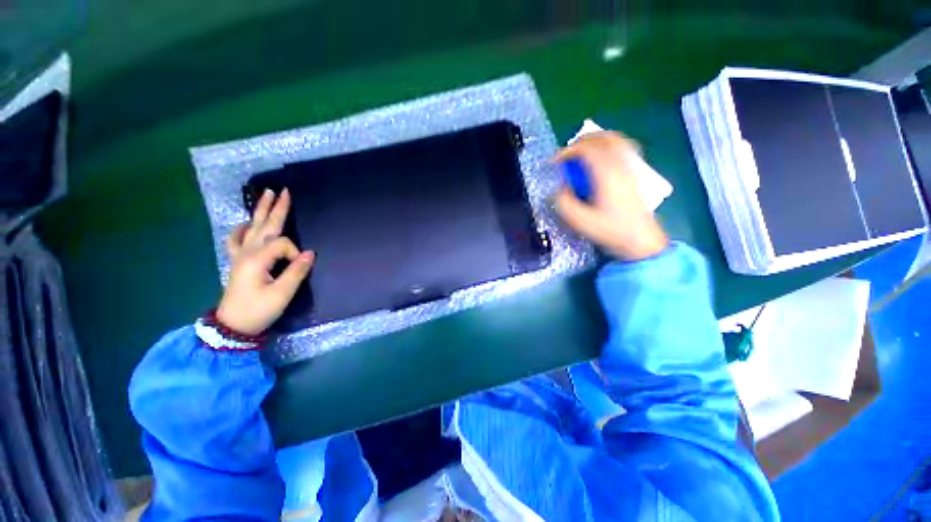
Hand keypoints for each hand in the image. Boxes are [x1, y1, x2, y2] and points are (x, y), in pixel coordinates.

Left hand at [216, 188, 314, 334]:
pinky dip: (241, 229)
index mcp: (258, 259)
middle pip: (265, 225)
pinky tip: (246, 223)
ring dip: (260, 211)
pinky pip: (237, 240)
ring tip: (266, 195)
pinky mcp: (238, 261)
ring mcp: (240, 255)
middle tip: (283, 191)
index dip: (296, 253)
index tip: (300, 267)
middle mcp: (248, 252)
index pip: (283, 244)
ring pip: (252, 227)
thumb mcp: (282, 294)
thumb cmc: (258, 310)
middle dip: (276, 208)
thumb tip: (309, 254)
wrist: (233, 325)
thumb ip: (296, 272)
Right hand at [554, 131, 668, 260]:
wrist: (640, 239)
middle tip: (565, 155)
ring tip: (579, 154)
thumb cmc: (610, 230)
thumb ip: (563, 202)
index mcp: (607, 174)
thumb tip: (560, 187)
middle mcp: (620, 164)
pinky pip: (622, 147)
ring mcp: (630, 166)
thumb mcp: (579, 220)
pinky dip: (607, 146)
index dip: (567, 151)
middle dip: (580, 142)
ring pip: (614, 139)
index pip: (587, 149)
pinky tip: (599, 158)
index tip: (554, 162)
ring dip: (594, 141)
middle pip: (602, 137)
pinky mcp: (634, 172)